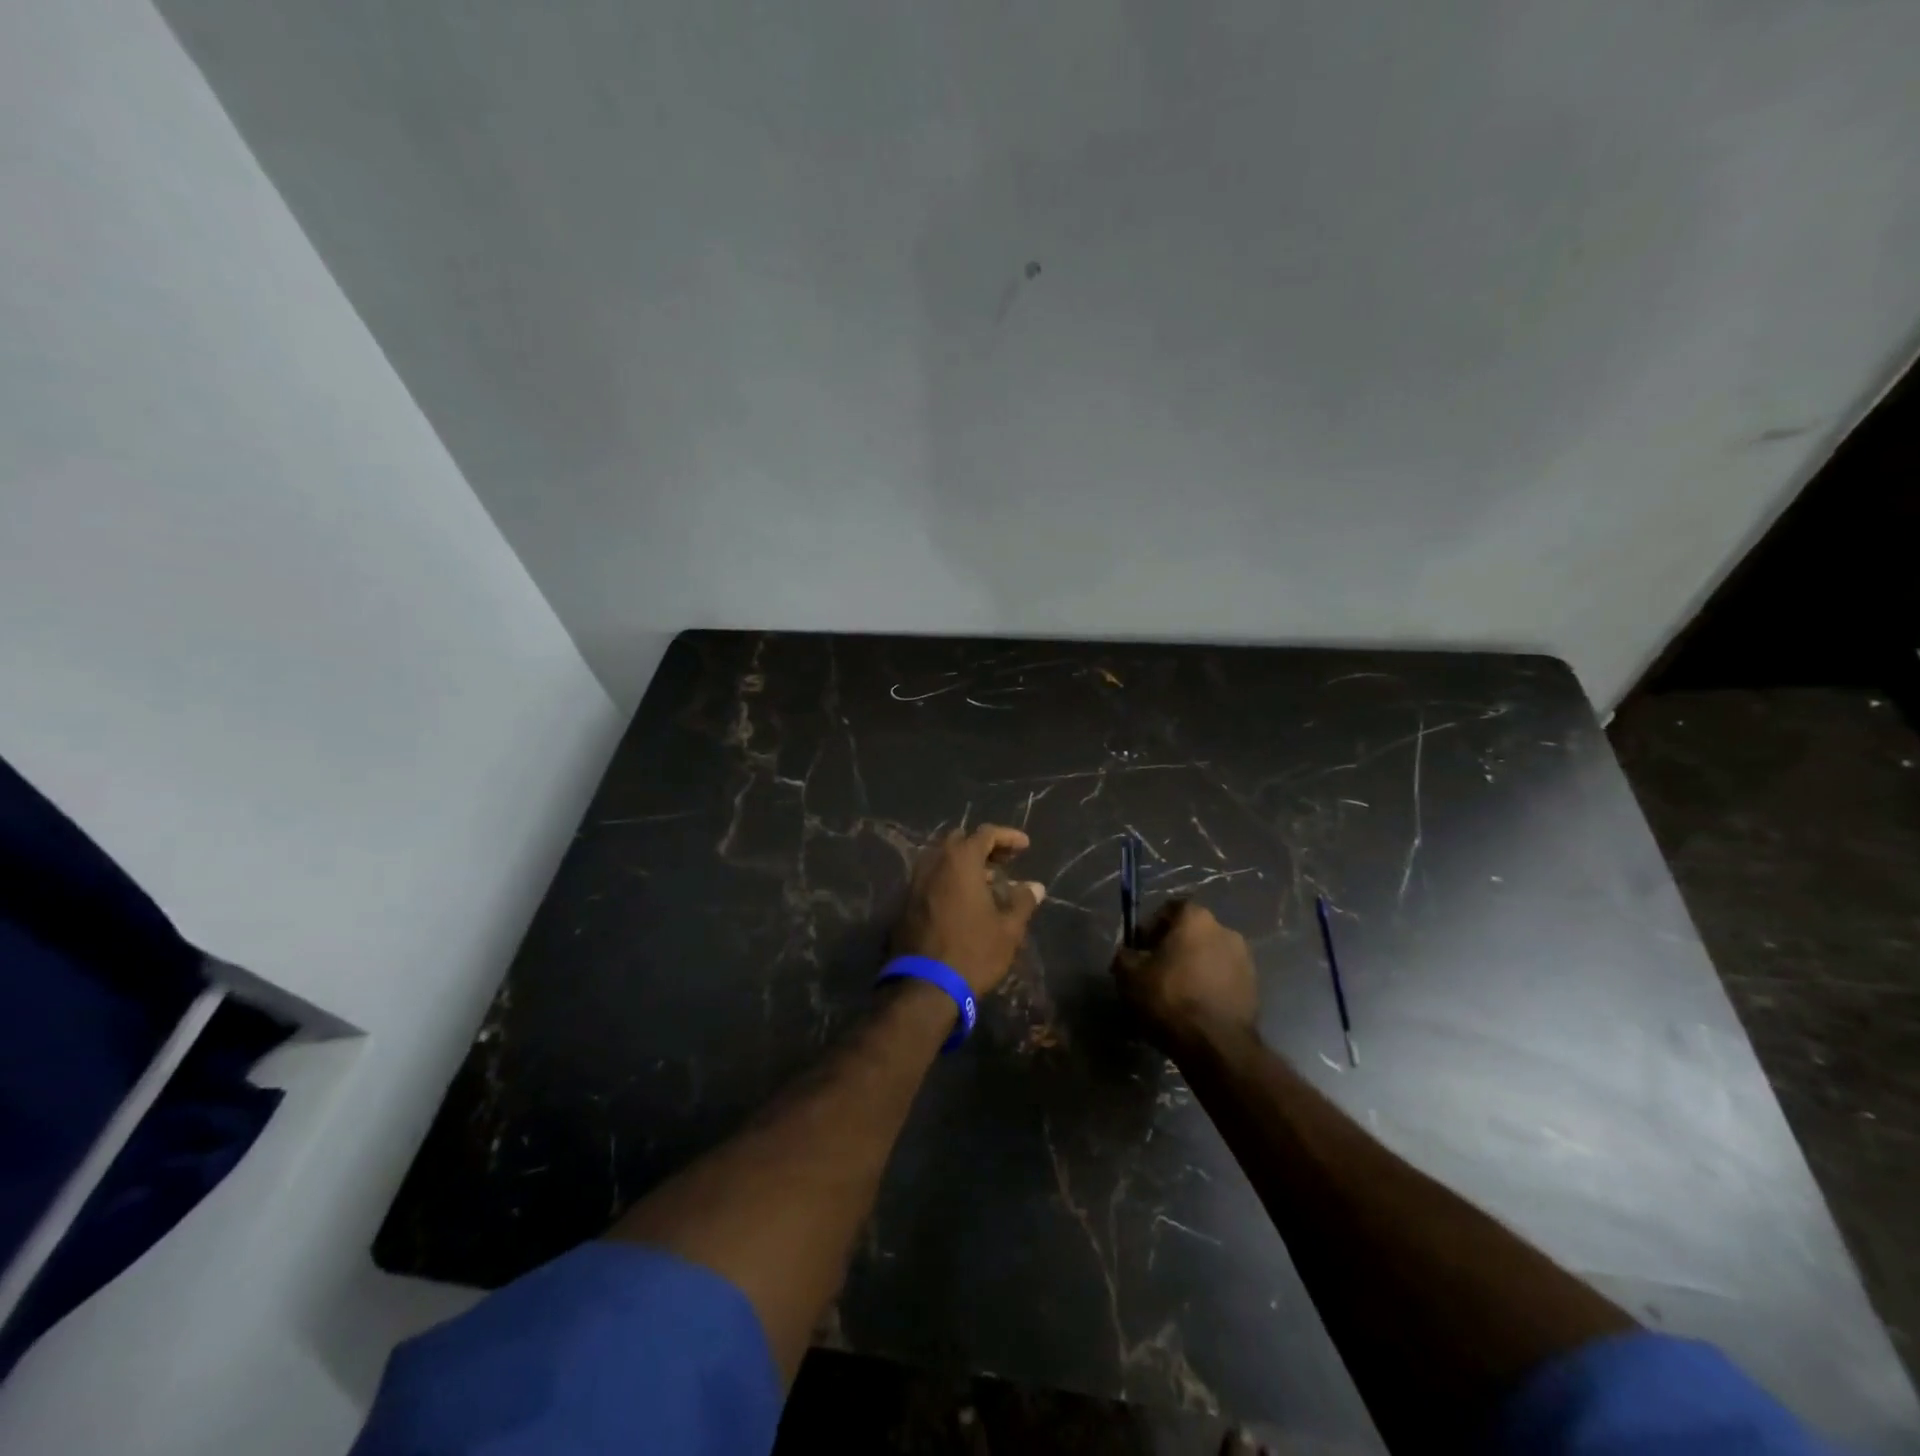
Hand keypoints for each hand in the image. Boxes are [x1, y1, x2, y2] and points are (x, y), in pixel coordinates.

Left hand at [892, 825, 1045, 994]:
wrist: (924, 986)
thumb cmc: (973, 952)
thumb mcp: (1007, 930)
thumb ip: (1022, 902)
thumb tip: (1035, 887)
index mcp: (960, 862)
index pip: (985, 834)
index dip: (1008, 836)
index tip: (1025, 846)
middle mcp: (934, 864)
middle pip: (960, 841)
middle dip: (984, 846)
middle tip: (1004, 862)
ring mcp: (915, 883)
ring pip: (942, 860)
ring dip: (965, 864)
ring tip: (988, 882)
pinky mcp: (906, 903)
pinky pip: (931, 878)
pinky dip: (949, 879)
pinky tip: (964, 900)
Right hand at [1112, 900, 1257, 1048]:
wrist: (1216, 1045)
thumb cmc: (1169, 998)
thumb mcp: (1128, 974)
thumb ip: (1124, 955)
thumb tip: (1128, 954)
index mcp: (1196, 918)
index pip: (1169, 908)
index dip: (1150, 927)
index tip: (1139, 950)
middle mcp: (1225, 930)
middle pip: (1191, 932)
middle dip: (1172, 948)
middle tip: (1154, 973)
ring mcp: (1245, 959)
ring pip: (1208, 956)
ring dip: (1192, 968)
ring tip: (1175, 994)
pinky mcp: (1254, 987)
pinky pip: (1223, 978)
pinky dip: (1208, 986)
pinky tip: (1194, 1008)